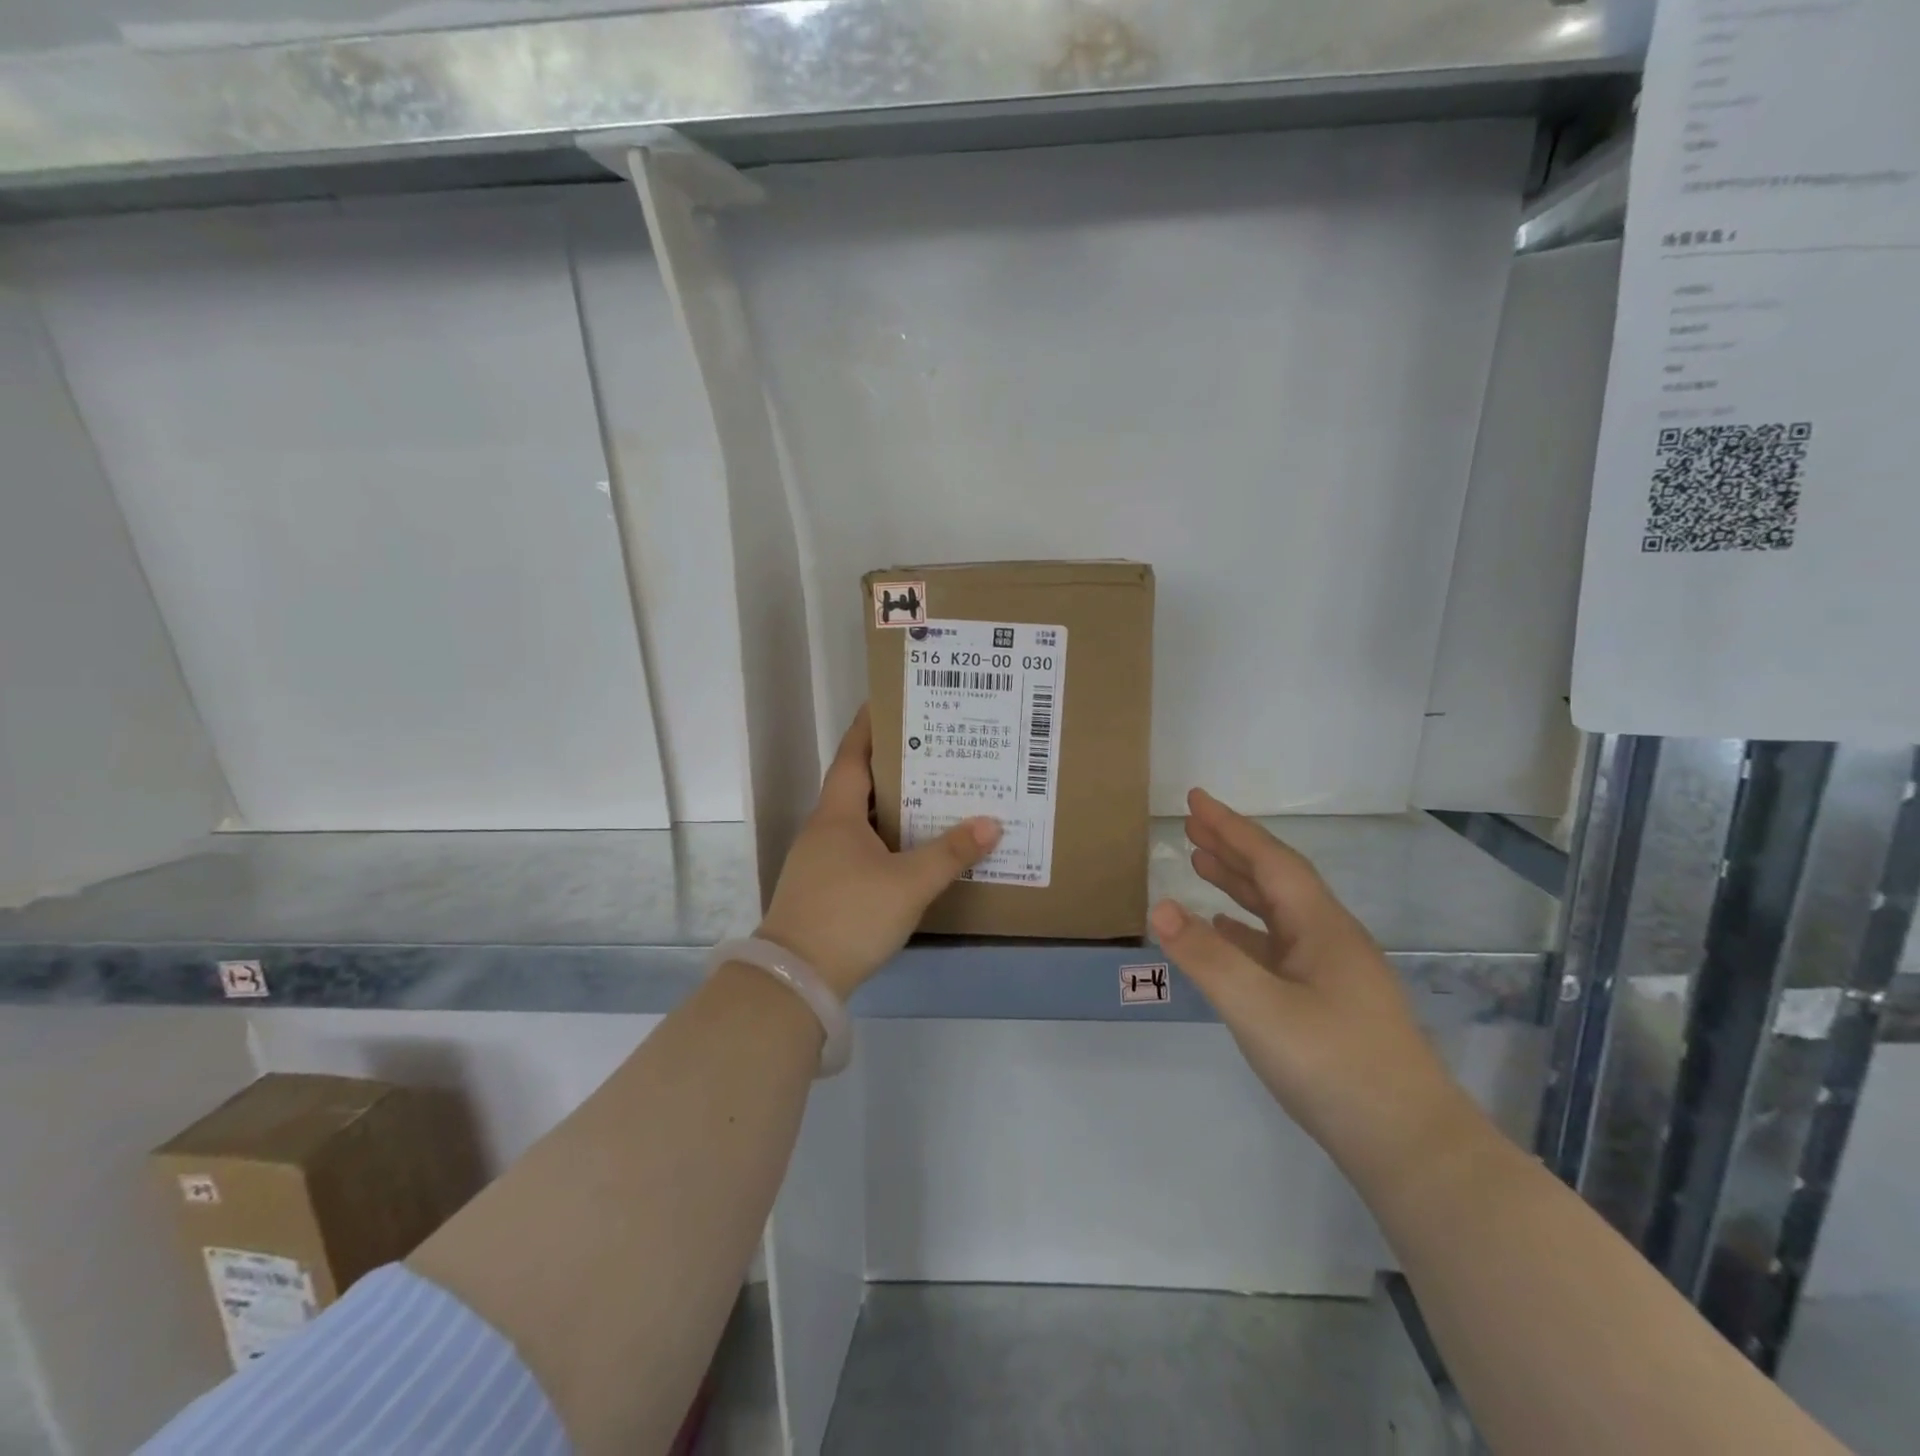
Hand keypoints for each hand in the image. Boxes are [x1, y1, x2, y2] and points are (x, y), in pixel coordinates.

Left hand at [757, 706, 1001, 999]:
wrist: (797, 979)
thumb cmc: (851, 915)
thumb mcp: (909, 883)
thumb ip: (950, 853)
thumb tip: (991, 822)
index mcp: (837, 814)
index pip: (853, 755)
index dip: (870, 726)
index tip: (892, 701)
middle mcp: (824, 828)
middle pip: (858, 784)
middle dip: (892, 764)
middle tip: (934, 748)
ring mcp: (819, 859)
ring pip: (859, 817)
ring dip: (890, 803)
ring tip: (931, 792)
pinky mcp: (823, 886)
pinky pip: (858, 845)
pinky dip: (884, 836)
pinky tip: (910, 847)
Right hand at [1150, 789, 1479, 1187]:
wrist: (1410, 1147)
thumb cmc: (1334, 1067)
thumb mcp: (1259, 1009)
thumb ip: (1207, 957)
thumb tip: (1159, 907)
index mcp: (1321, 927)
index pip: (1270, 860)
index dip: (1230, 827)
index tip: (1195, 799)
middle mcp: (1330, 939)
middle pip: (1276, 879)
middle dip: (1233, 848)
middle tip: (1191, 826)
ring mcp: (1332, 973)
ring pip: (1278, 913)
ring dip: (1239, 886)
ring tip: (1201, 865)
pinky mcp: (1329, 1004)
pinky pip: (1278, 947)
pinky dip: (1246, 930)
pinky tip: (1227, 934)